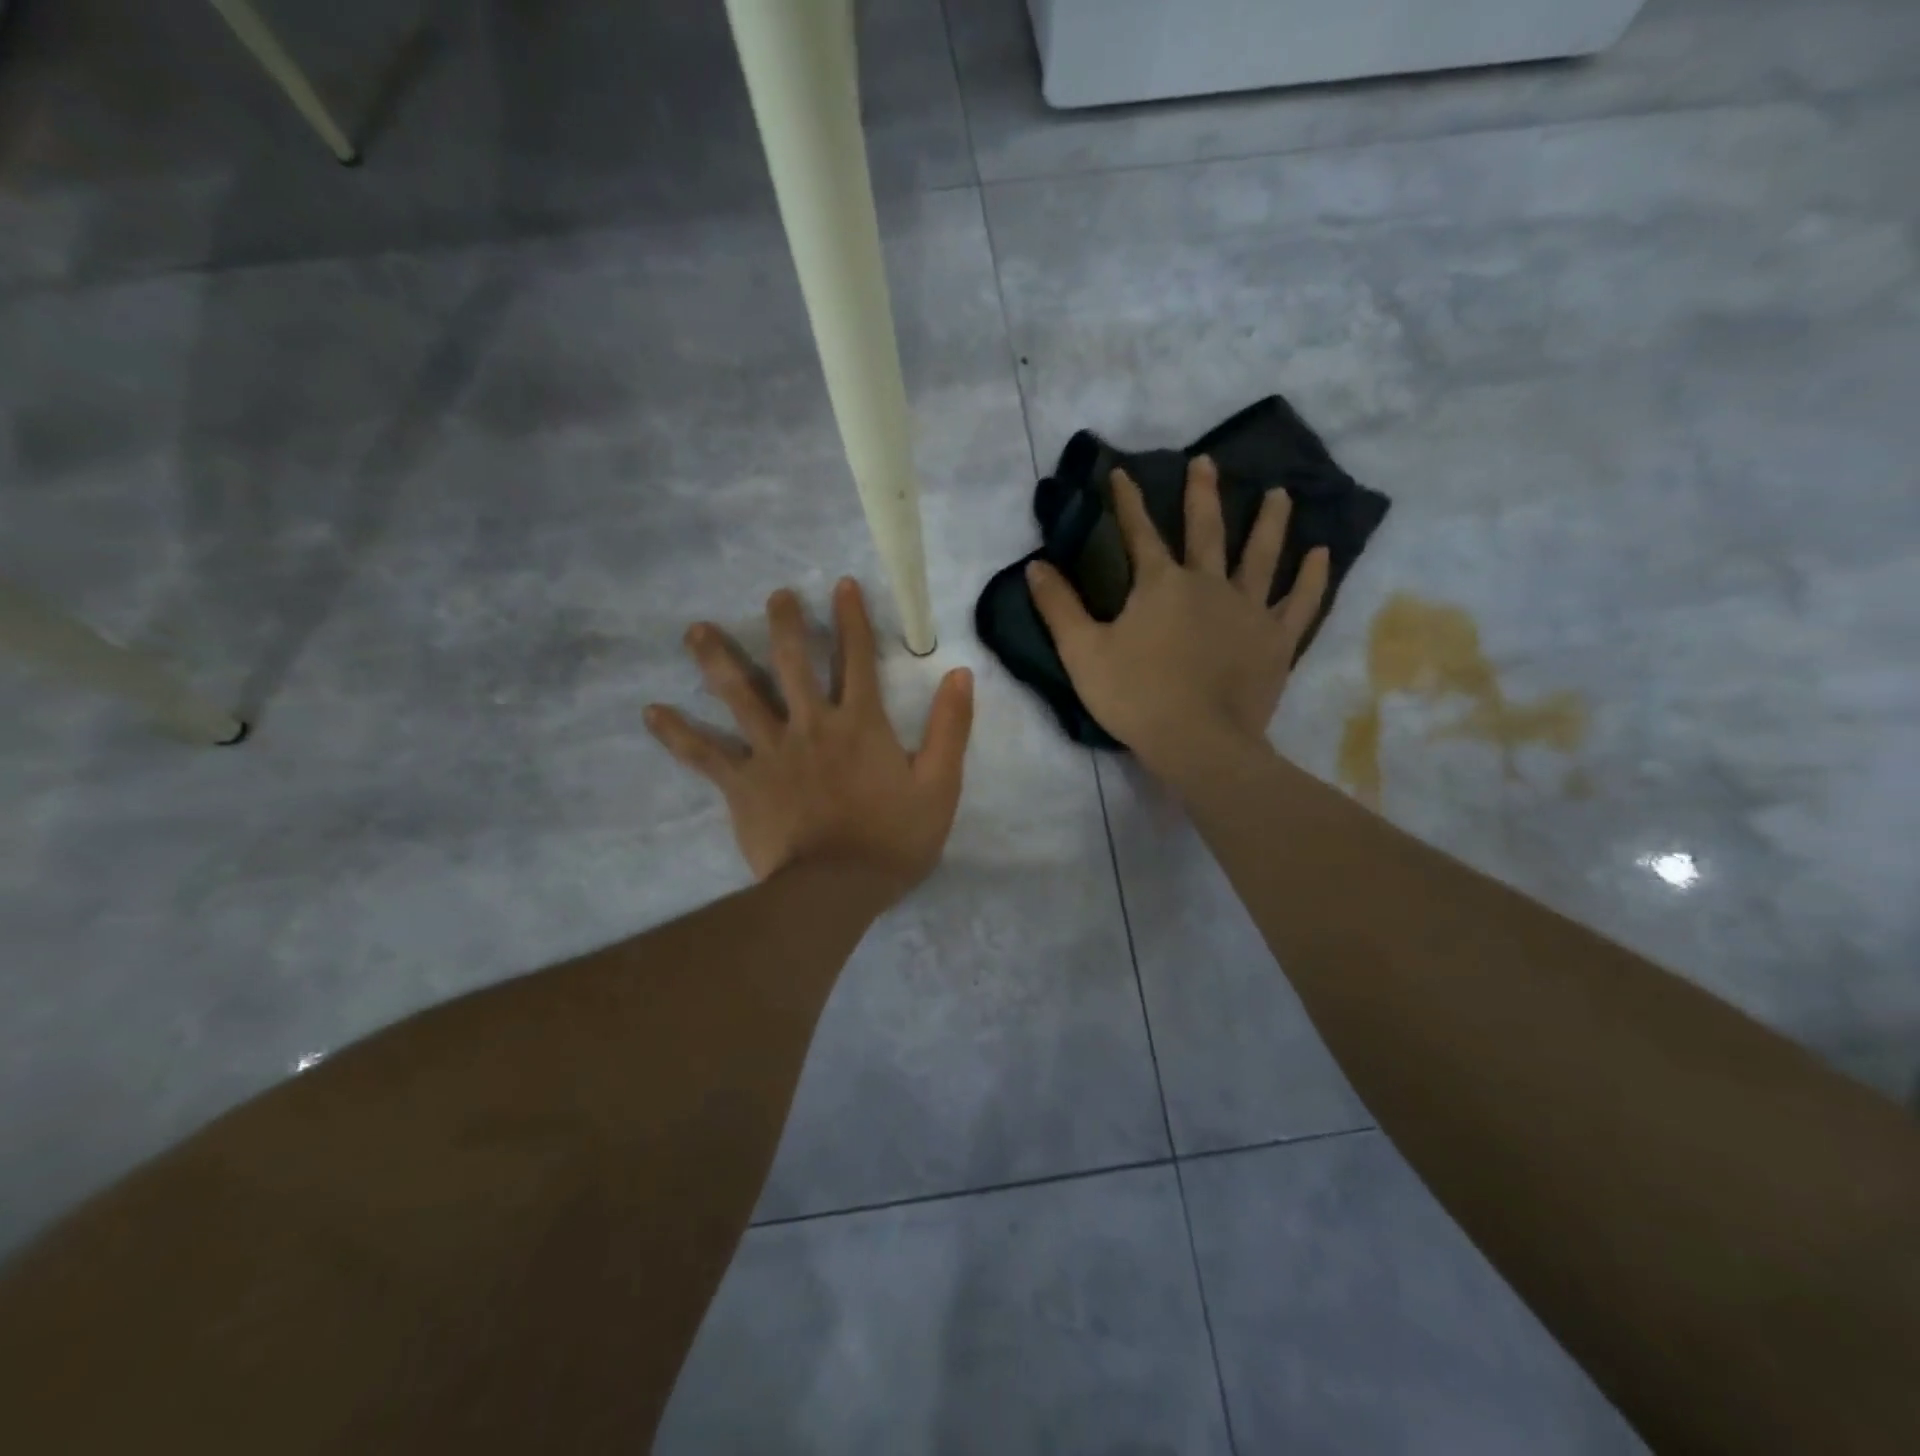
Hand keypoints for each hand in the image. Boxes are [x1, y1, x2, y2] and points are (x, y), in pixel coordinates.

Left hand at [645, 578, 973, 901]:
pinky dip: (676, 733)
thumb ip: (950, 727)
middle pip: (793, 663)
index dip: (852, 619)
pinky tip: (651, 711)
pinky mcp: (741, 783)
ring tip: (696, 630)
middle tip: (775, 594)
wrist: (836, 889)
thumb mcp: (940, 784)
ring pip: (739, 695)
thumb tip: (959, 673)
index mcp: (860, 722)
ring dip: (717, 659)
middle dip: (785, 624)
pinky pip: (703, 754)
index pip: (858, 658)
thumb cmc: (894, 839)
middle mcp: (811, 724)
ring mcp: (771, 752)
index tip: (842, 584)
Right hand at [1026, 456, 1328, 778]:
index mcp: (1160, 585)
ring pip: (1262, 556)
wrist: (1198, 742)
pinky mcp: (1276, 640)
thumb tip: (1035, 566)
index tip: (1123, 471)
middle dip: (1203, 494)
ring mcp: (1248, 610)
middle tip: (1207, 461)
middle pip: (1207, 530)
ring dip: (1269, 522)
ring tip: (1279, 493)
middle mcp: (1208, 584)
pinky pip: (1299, 602)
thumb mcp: (1082, 653)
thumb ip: (1059, 608)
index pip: (1139, 533)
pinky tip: (1322, 554)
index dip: (1128, 501)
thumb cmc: (1135, 697)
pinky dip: (1311, 577)